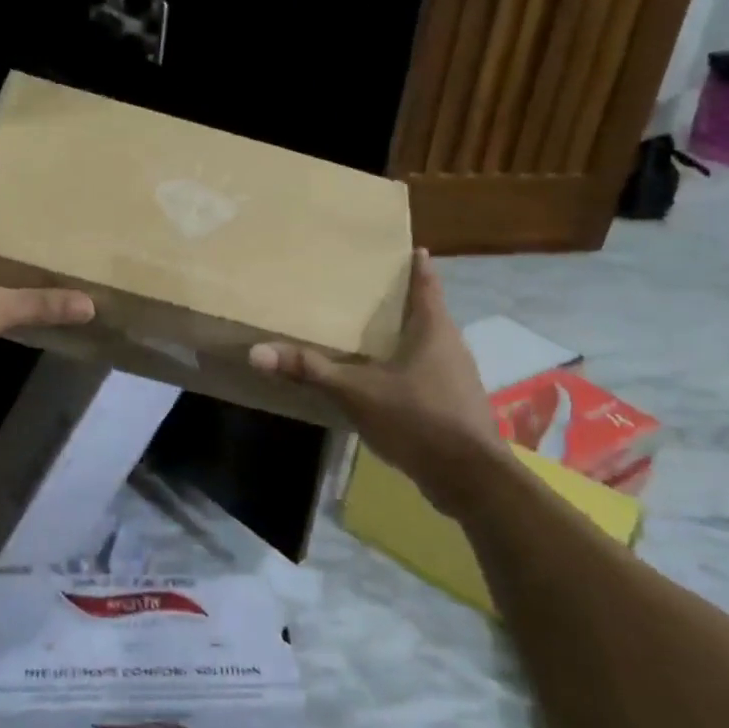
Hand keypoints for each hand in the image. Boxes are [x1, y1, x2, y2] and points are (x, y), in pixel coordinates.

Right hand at [248, 249, 500, 512]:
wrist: (470, 479)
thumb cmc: (418, 420)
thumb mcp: (356, 393)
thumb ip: (310, 371)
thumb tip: (257, 351)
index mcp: (433, 329)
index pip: (426, 284)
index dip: (416, 265)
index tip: (403, 248)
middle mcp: (451, 346)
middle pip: (426, 313)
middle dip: (400, 301)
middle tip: (366, 290)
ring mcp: (456, 377)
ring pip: (427, 344)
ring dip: (402, 337)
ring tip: (369, 332)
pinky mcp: (455, 404)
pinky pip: (427, 373)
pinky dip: (406, 367)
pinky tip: (381, 379)